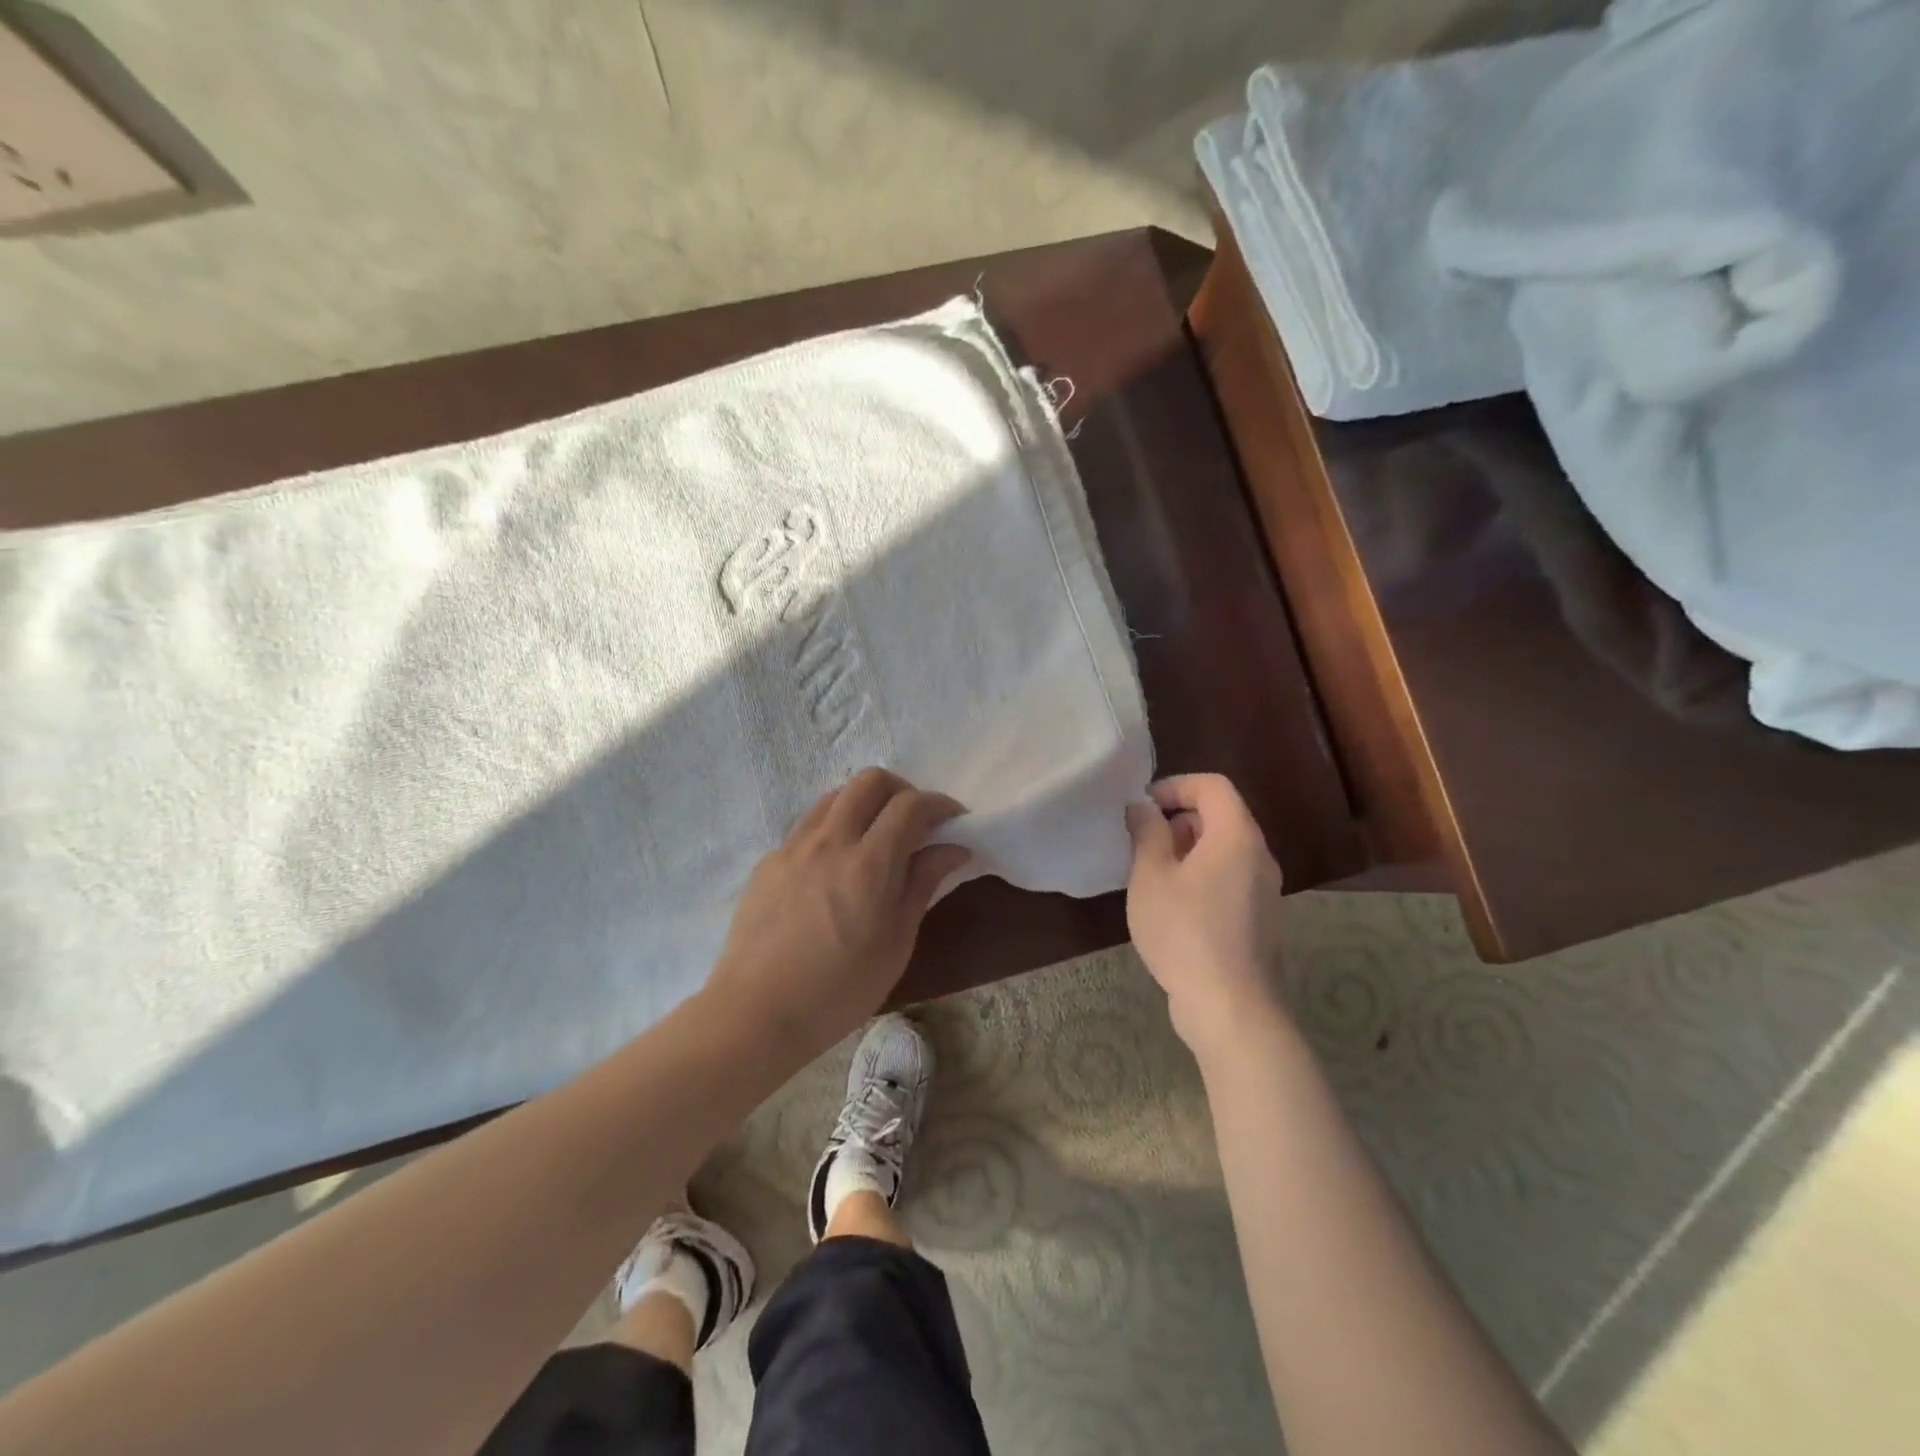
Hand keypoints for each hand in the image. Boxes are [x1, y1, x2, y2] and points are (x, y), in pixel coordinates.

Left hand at [706, 768, 970, 1055]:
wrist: (755, 1013)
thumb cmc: (838, 990)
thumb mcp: (896, 943)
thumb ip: (922, 884)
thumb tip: (953, 847)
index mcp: (868, 863)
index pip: (910, 805)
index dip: (939, 804)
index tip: (954, 820)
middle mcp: (830, 841)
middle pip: (870, 780)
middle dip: (902, 790)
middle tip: (915, 822)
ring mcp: (794, 846)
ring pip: (836, 795)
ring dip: (865, 803)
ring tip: (876, 838)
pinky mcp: (770, 861)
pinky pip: (809, 824)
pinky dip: (834, 827)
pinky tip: (836, 866)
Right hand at [1125, 774, 1288, 1053]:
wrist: (1231, 1007)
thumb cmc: (1185, 932)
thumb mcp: (1151, 877)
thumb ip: (1147, 833)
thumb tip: (1143, 807)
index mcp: (1236, 836)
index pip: (1213, 786)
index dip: (1175, 786)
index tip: (1142, 807)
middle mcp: (1258, 856)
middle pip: (1221, 816)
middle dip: (1178, 819)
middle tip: (1141, 843)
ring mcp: (1264, 889)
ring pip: (1224, 849)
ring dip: (1187, 850)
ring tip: (1151, 876)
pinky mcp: (1259, 919)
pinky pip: (1229, 878)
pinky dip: (1201, 875)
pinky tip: (1172, 907)